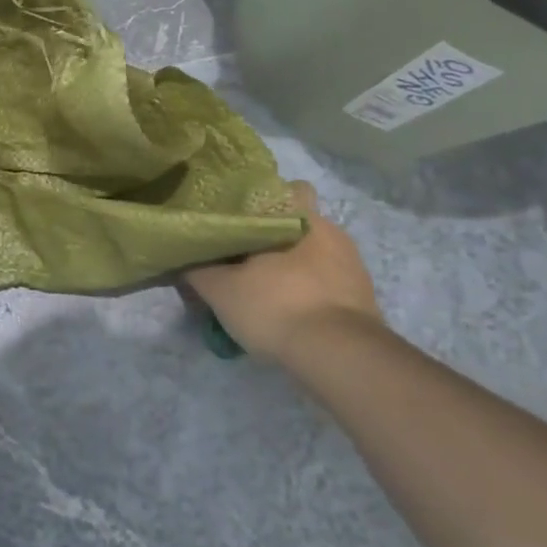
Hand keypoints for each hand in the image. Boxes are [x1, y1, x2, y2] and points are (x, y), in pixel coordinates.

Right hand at [183, 183, 384, 361]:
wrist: (340, 357)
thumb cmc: (276, 306)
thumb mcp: (220, 289)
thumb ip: (197, 269)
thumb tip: (182, 257)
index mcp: (300, 216)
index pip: (281, 189)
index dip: (257, 200)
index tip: (235, 216)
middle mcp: (331, 231)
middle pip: (295, 223)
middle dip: (272, 236)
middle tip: (242, 257)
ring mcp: (352, 264)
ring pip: (312, 253)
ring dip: (291, 266)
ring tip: (262, 289)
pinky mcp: (363, 297)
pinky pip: (327, 282)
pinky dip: (307, 291)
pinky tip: (287, 311)